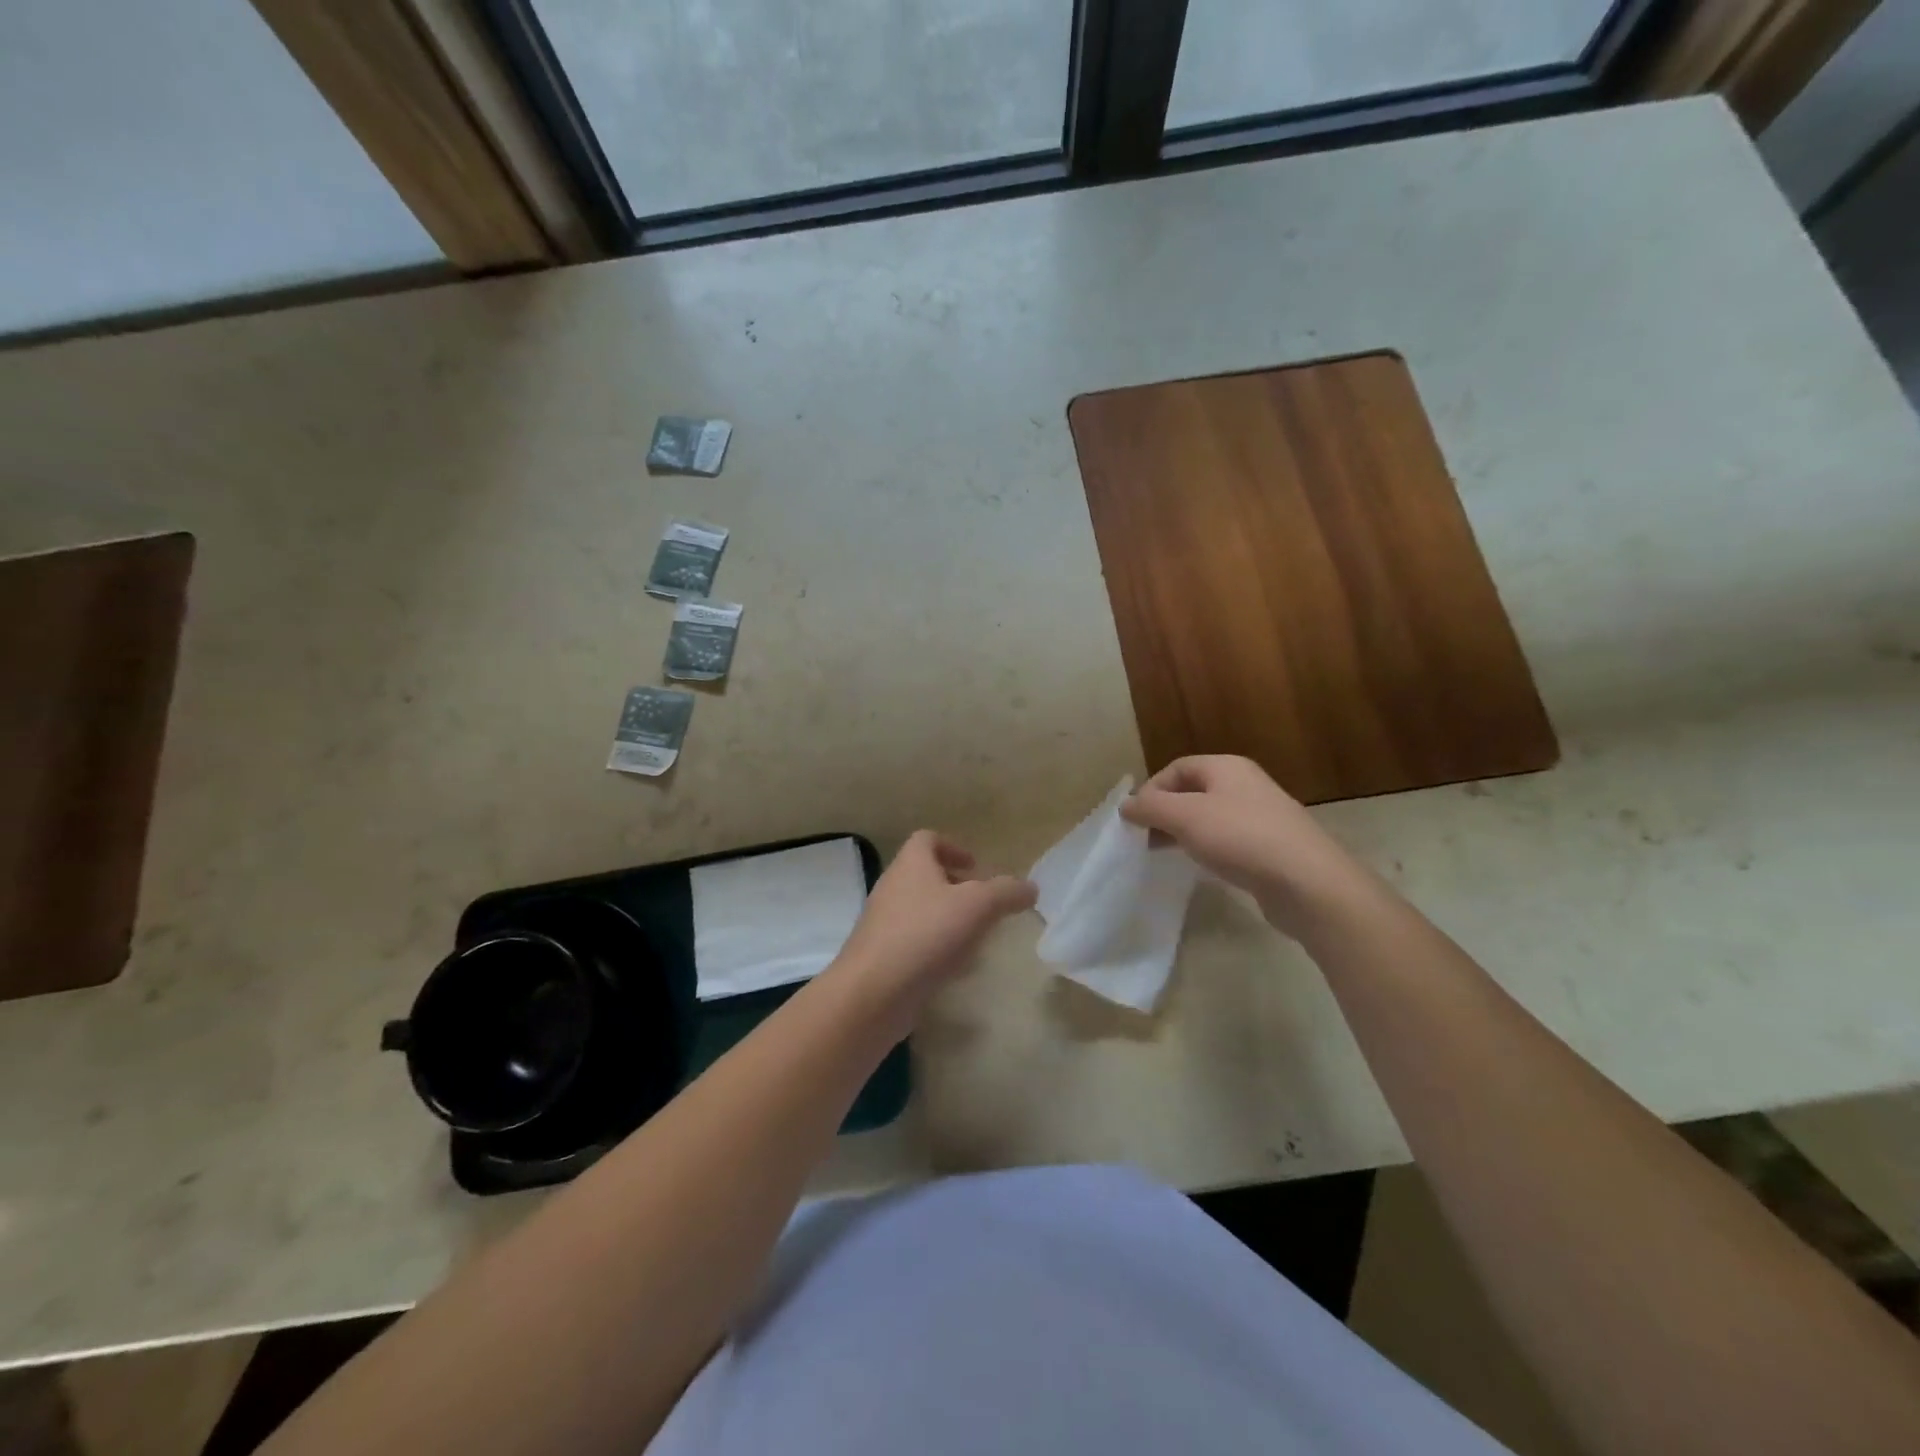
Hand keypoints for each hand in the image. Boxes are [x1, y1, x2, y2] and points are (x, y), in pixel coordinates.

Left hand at [830, 831, 1036, 1029]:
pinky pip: (913, 942)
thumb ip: (1006, 892)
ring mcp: (883, 923)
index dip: (953, 847)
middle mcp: (893, 887)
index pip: (927, 839)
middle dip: (957, 888)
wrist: (873, 992)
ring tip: (976, 939)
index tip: (976, 867)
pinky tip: (954, 969)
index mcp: (911, 865)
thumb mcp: (977, 906)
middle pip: (925, 875)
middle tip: (984, 905)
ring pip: (921, 911)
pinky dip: (936, 949)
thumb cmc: (925, 935)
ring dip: (948, 920)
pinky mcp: (882, 956)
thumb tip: (1030, 888)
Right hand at [1119, 756, 1365, 935]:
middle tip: (1144, 838)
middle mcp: (1245, 784)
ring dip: (1182, 831)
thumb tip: (1125, 805)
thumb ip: (1151, 808)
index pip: (1176, 768)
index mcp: (1226, 767)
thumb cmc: (1241, 838)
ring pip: (1209, 816)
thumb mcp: (1185, 817)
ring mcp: (1260, 815)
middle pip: (1192, 791)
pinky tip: (1199, 865)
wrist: (1307, 882)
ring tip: (1164, 854)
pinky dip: (1206, 847)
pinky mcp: (1270, 846)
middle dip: (1164, 811)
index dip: (1151, 789)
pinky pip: (1227, 839)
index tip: (1135, 819)